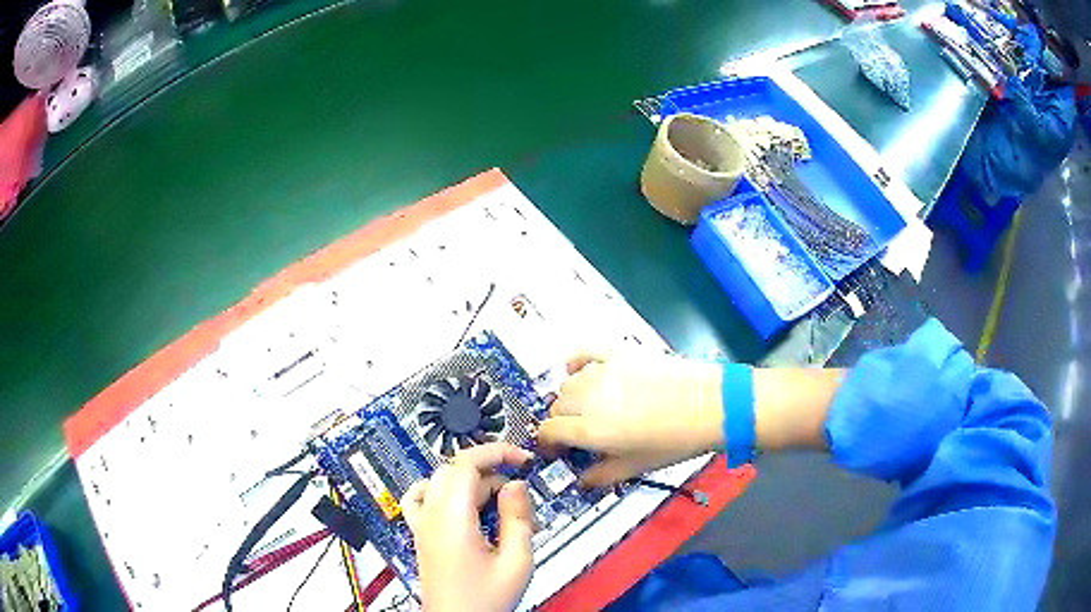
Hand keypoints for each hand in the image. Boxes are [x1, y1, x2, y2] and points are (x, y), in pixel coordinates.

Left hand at [401, 443, 535, 611]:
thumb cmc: (482, 600)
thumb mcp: (517, 561)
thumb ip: (518, 518)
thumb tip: (517, 485)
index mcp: (452, 519)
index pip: (466, 463)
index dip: (496, 452)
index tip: (521, 458)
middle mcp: (431, 516)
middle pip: (453, 468)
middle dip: (489, 467)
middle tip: (516, 483)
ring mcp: (422, 524)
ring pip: (440, 480)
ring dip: (471, 481)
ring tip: (497, 500)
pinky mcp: (422, 534)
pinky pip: (420, 497)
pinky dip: (440, 489)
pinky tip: (458, 501)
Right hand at [537, 351, 723, 485]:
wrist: (710, 405)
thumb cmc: (676, 441)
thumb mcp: (637, 467)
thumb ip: (602, 474)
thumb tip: (583, 479)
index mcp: (591, 428)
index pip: (549, 431)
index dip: (548, 443)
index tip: (556, 449)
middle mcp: (589, 397)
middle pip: (556, 406)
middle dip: (561, 422)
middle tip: (578, 433)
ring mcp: (603, 371)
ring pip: (569, 383)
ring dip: (571, 398)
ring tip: (589, 408)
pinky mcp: (619, 353)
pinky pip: (585, 352)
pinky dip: (576, 361)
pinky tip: (577, 368)